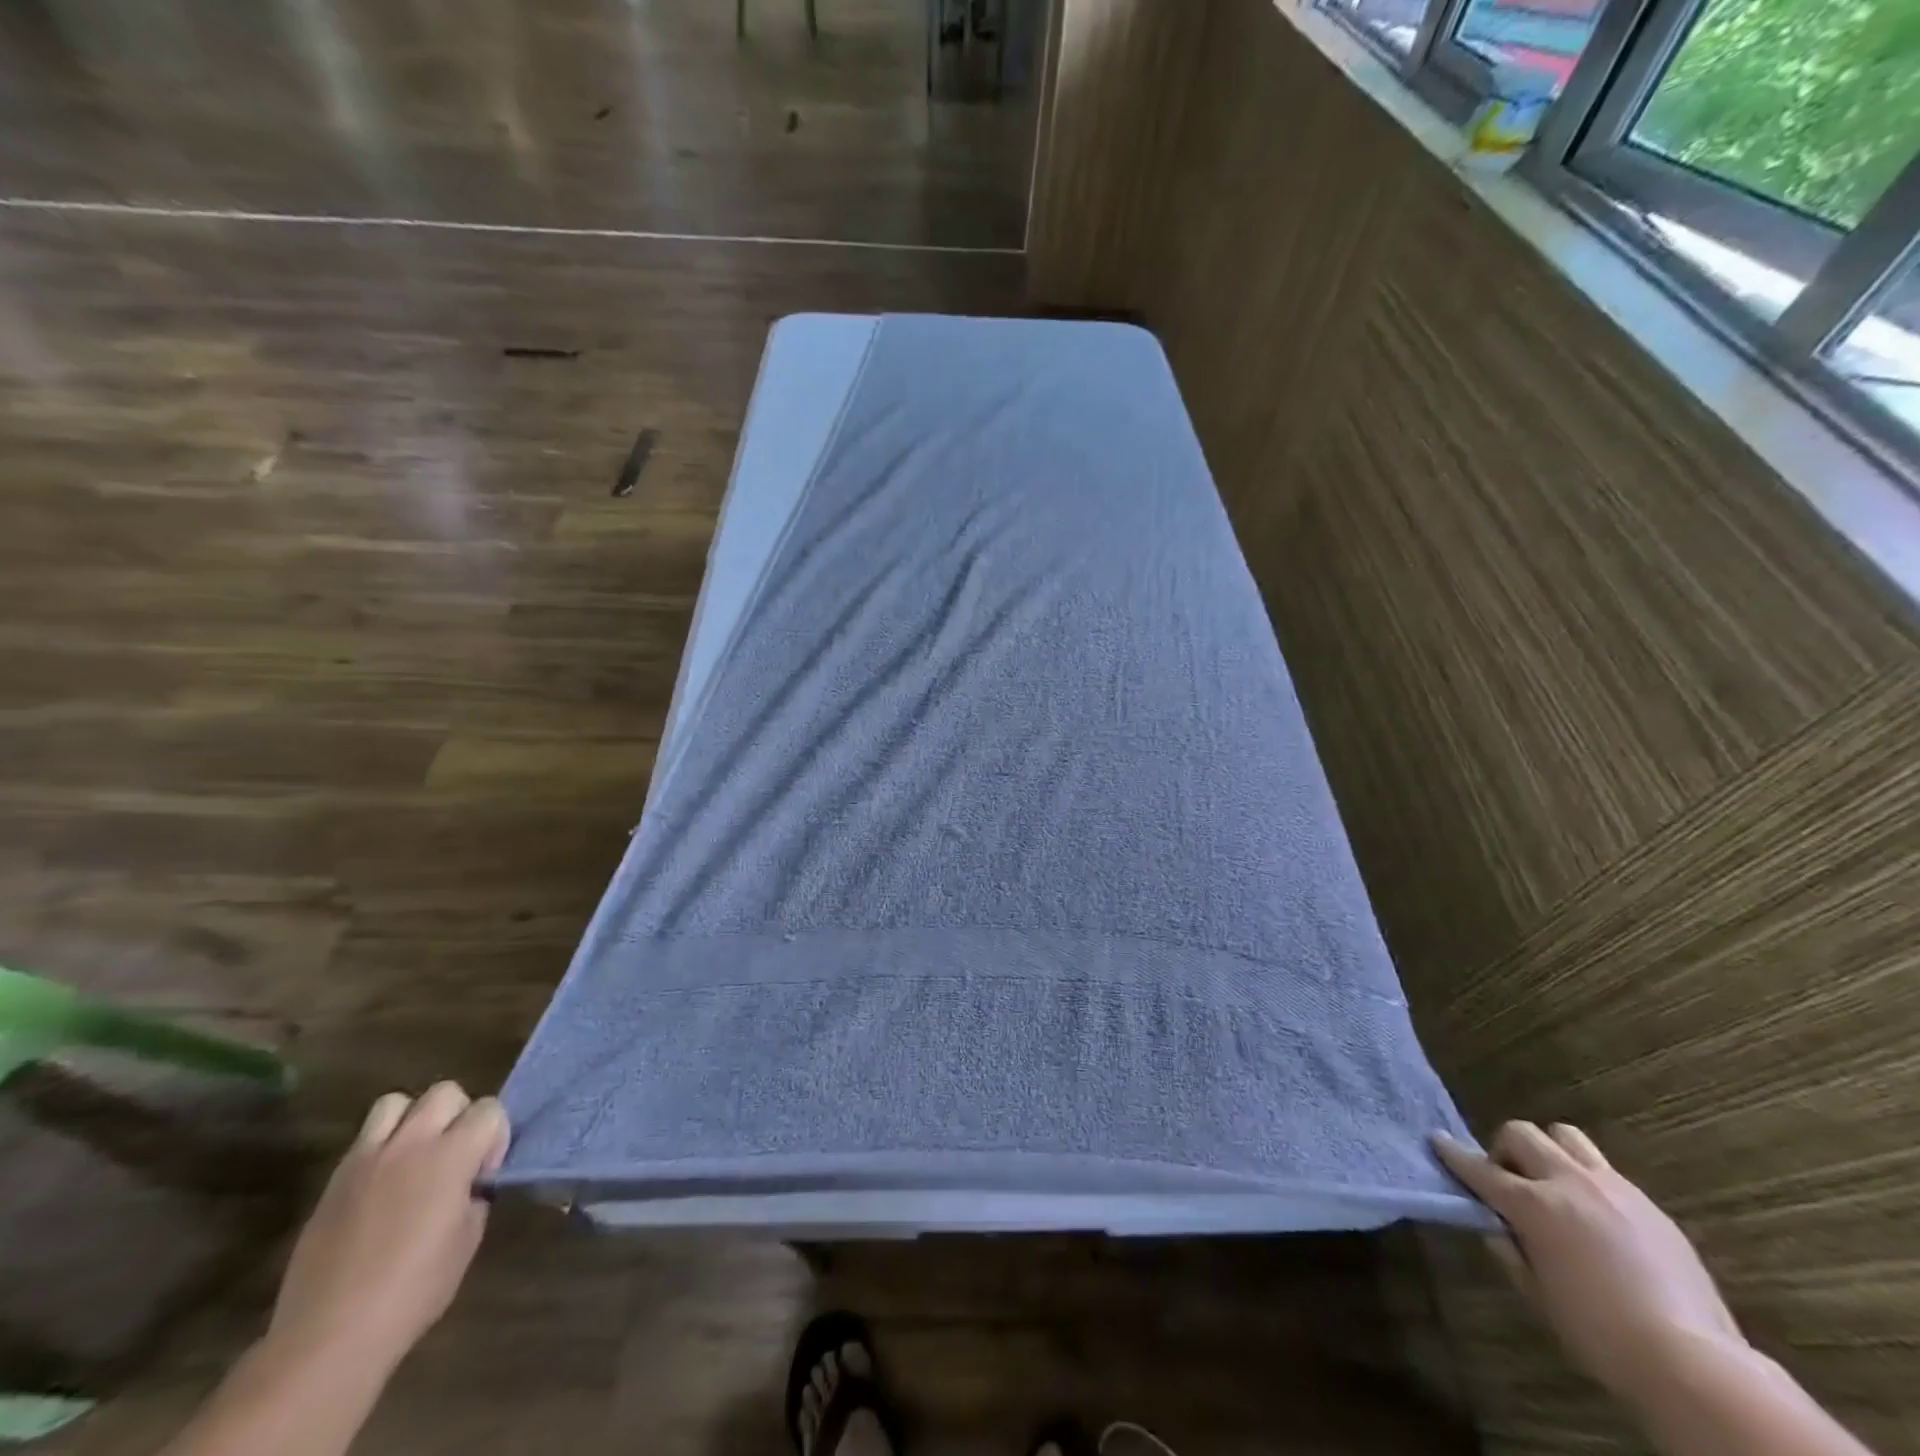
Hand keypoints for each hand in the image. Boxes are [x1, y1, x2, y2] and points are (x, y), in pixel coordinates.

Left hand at [268, 1084, 509, 1381]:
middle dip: (459, 1115)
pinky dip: (381, 1147)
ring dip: (414, 1119)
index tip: (485, 1172)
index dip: (495, 1136)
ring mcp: (366, 1160)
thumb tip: (471, 1183)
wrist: (329, 1336)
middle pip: (445, 1092)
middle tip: (456, 1155)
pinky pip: (363, 1140)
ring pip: (396, 1103)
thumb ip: (475, 1195)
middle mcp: (410, 1144)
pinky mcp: (334, 1181)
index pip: (489, 1109)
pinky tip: (382, 1186)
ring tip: (416, 1157)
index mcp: (451, 1156)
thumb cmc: (414, 1291)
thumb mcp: (467, 1239)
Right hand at [1434, 1121, 1743, 1406]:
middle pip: (1522, 1134)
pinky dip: (1587, 1180)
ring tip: (1555, 1186)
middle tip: (1510, 1182)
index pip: (1479, 1168)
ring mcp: (1614, 1189)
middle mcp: (1568, 1182)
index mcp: (1534, 1205)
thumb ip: (1511, 1252)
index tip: (1436, 1140)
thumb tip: (1496, 1226)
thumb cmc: (1601, 1335)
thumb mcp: (1539, 1296)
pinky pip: (1605, 1171)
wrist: (1696, 1364)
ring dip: (1549, 1151)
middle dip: (1506, 1150)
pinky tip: (1599, 1218)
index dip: (1453, 1154)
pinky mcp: (1649, 1205)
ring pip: (1566, 1137)